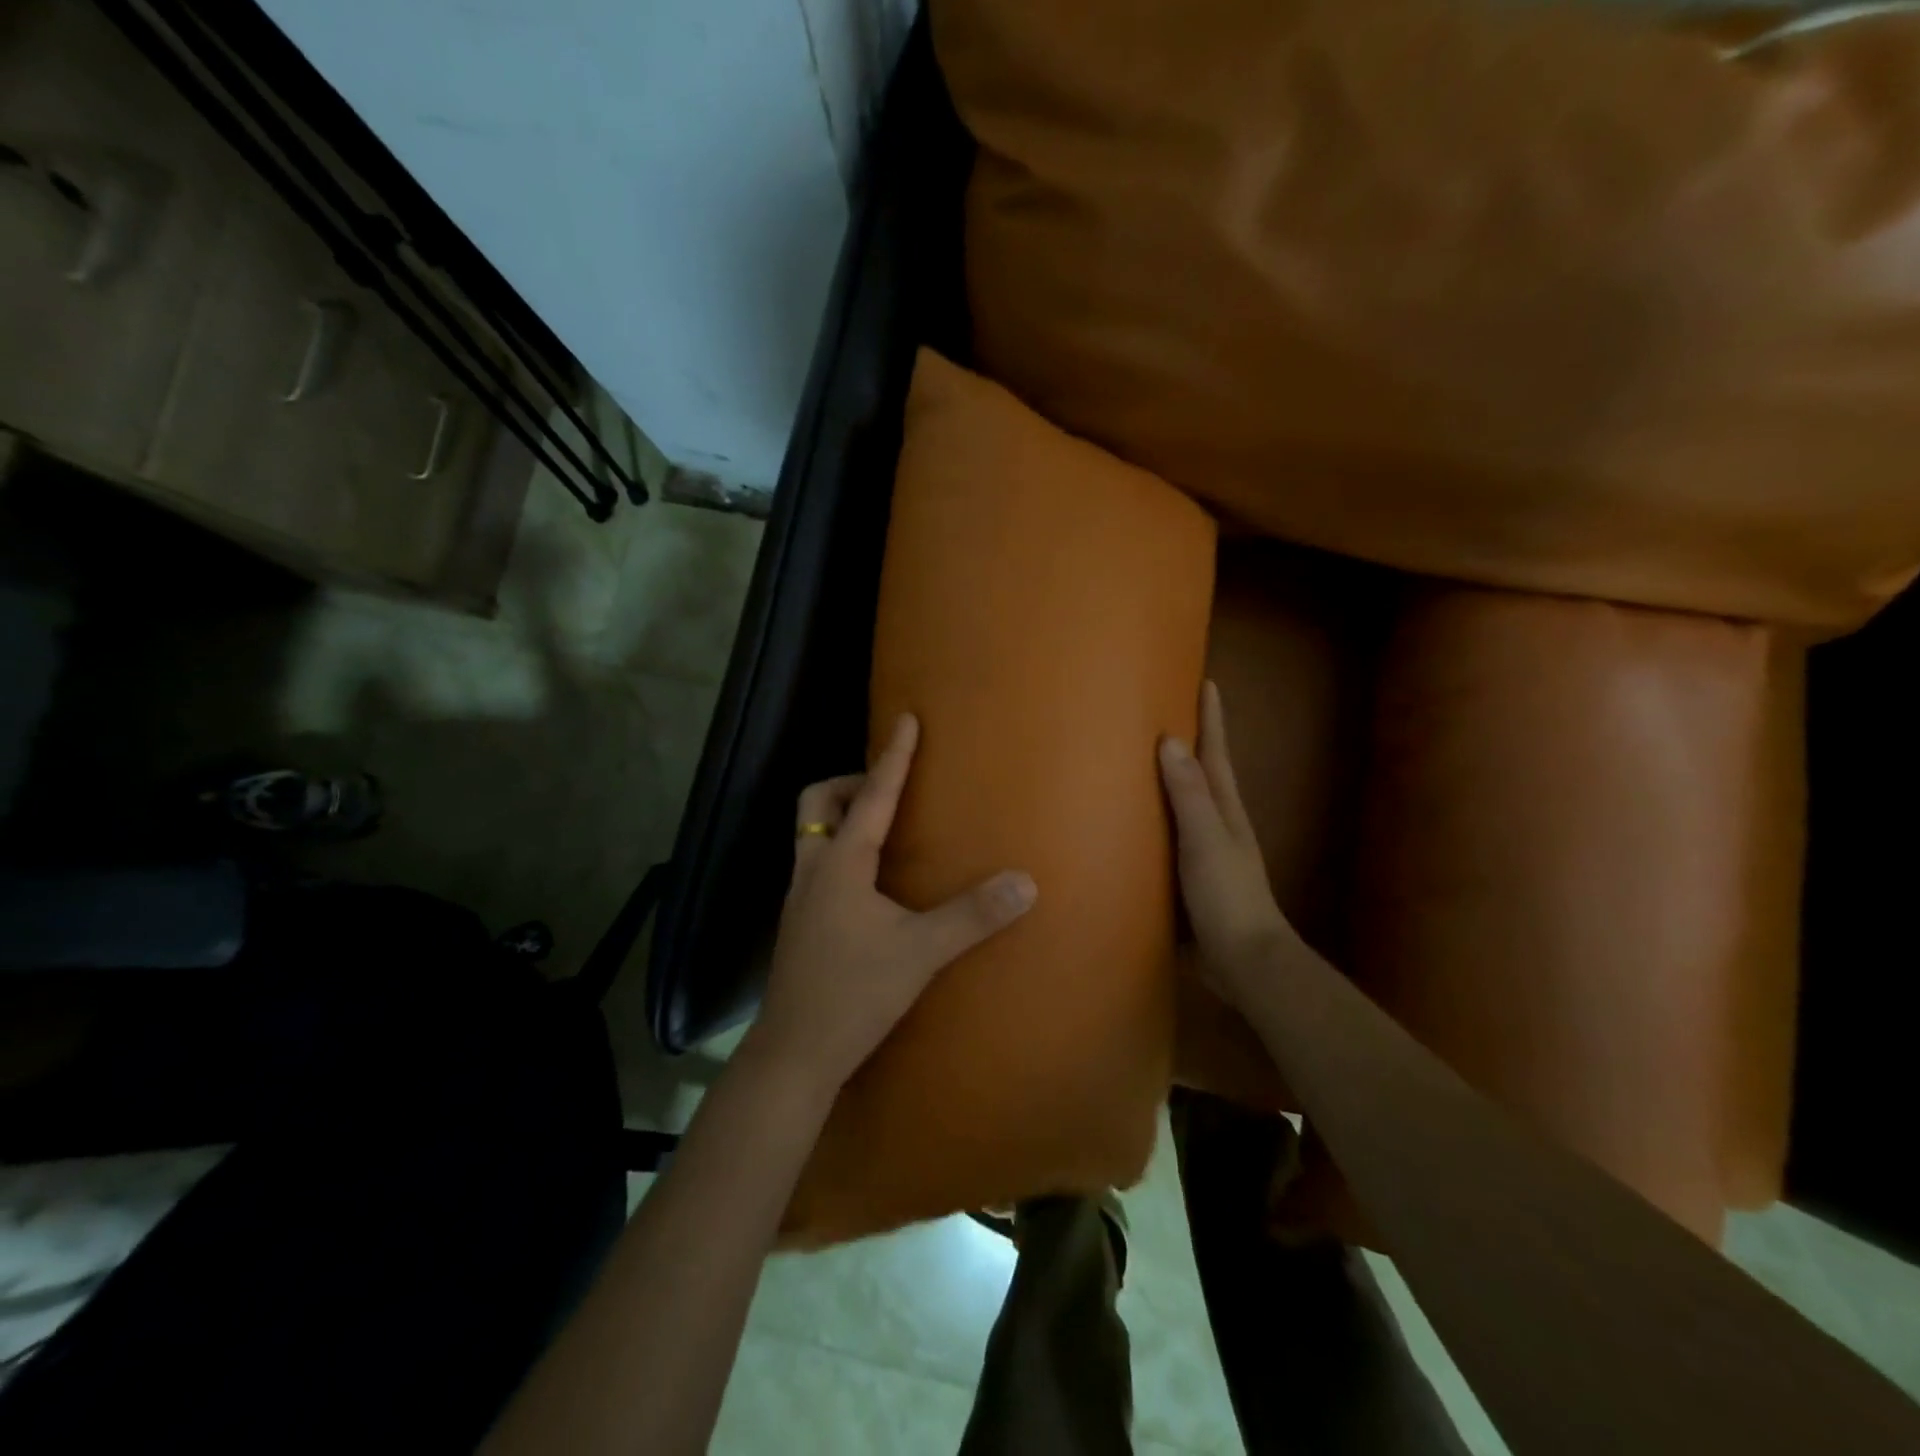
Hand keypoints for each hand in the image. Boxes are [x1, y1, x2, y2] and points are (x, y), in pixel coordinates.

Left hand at [746, 713, 1037, 1098]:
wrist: (794, 1055)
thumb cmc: (853, 994)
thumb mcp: (920, 953)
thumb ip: (972, 916)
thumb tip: (1025, 882)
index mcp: (840, 864)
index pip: (873, 796)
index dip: (893, 757)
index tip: (906, 720)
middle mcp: (813, 870)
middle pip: (817, 803)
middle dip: (851, 783)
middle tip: (891, 790)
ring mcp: (801, 898)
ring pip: (812, 834)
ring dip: (844, 816)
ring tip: (886, 828)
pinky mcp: (801, 923)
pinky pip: (817, 863)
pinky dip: (842, 851)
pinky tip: (872, 881)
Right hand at [1159, 680, 1298, 1005]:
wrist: (1244, 960)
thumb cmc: (1228, 895)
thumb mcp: (1207, 840)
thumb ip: (1189, 794)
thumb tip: (1171, 740)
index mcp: (1225, 809)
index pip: (1216, 753)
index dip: (1212, 719)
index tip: (1206, 682)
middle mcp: (1218, 823)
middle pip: (1203, 772)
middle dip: (1190, 741)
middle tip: (1163, 711)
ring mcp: (1205, 851)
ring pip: (1184, 804)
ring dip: (1168, 779)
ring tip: (1138, 758)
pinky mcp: (1188, 877)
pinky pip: (1168, 835)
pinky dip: (1154, 819)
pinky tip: (1129, 823)